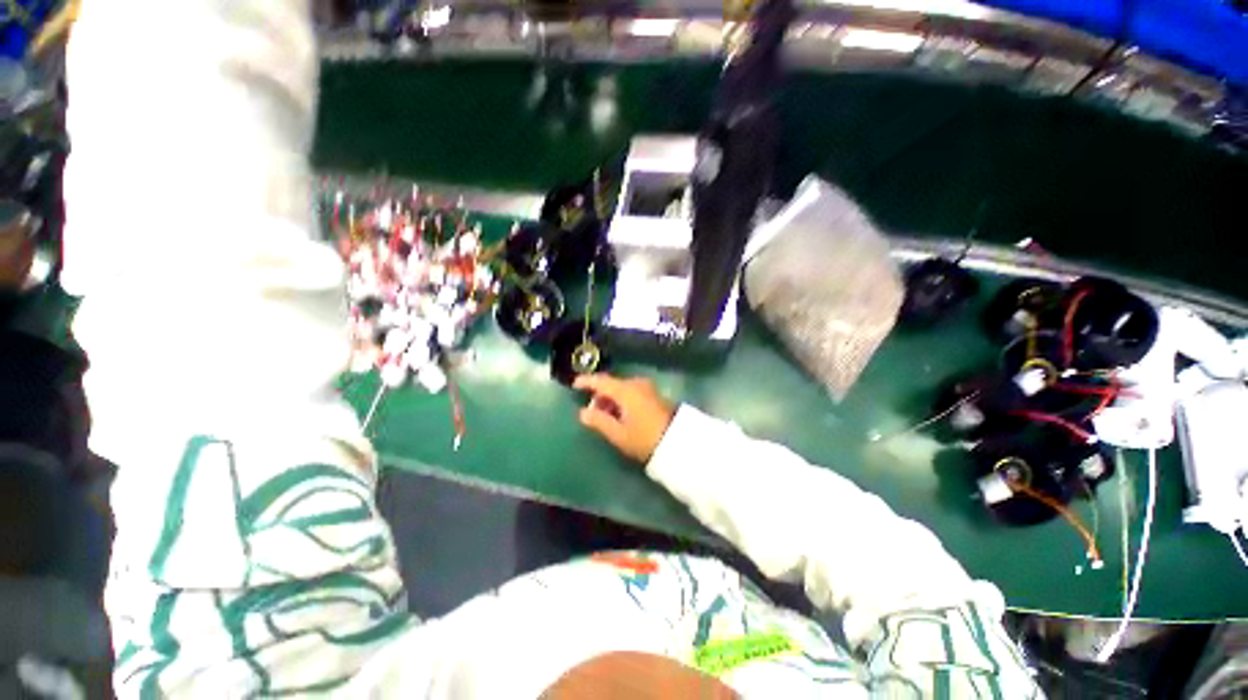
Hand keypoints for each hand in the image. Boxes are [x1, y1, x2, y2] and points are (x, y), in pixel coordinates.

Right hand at [574, 374, 675, 462]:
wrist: (679, 442)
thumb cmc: (645, 438)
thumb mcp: (618, 434)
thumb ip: (598, 421)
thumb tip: (582, 412)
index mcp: (625, 390)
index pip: (601, 381)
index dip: (586, 381)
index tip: (574, 384)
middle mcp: (636, 384)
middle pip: (612, 384)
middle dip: (600, 396)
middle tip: (593, 413)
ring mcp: (647, 388)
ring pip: (622, 389)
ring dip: (611, 399)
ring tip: (607, 418)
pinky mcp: (654, 394)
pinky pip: (632, 392)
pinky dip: (622, 400)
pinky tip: (621, 415)